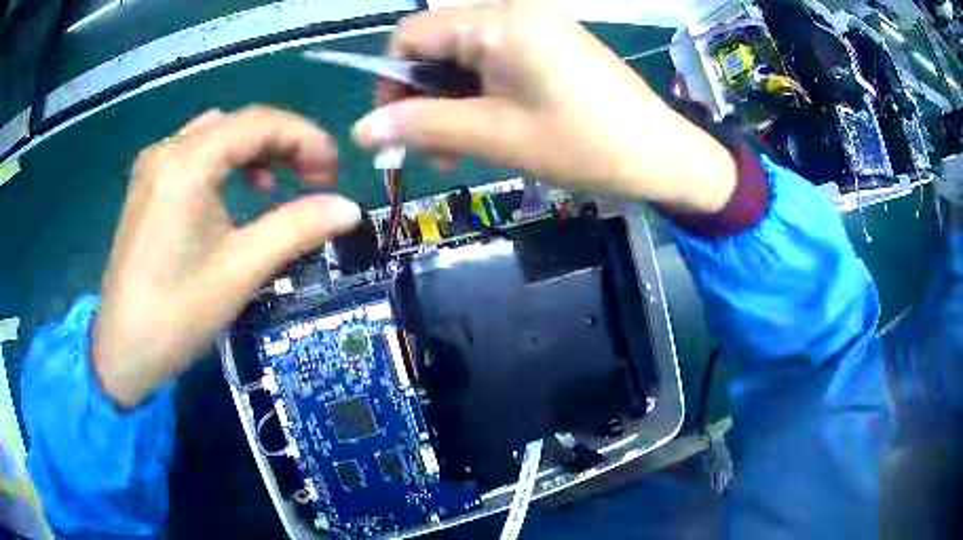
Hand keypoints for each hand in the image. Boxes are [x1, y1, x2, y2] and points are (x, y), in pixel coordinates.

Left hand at [94, 106, 360, 407]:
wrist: (122, 352)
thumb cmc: (177, 315)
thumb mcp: (241, 270)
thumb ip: (297, 228)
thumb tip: (350, 209)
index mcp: (187, 163)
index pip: (259, 123)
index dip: (306, 138)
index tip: (335, 170)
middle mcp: (168, 150)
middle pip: (238, 125)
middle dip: (283, 144)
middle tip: (316, 179)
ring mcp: (153, 166)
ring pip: (217, 136)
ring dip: (255, 152)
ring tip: (279, 185)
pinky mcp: (148, 186)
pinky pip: (196, 155)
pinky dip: (226, 164)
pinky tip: (237, 194)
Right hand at [352, 3, 736, 212]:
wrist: (662, 155)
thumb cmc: (583, 144)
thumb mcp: (495, 136)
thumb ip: (423, 127)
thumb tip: (361, 130)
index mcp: (498, 22)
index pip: (411, 35)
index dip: (391, 82)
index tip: (394, 129)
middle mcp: (513, 11)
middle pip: (438, 44)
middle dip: (423, 96)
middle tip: (432, 151)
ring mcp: (536, 26)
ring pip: (466, 56)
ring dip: (452, 100)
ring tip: (461, 148)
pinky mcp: (552, 44)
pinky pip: (497, 61)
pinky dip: (482, 93)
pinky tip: (491, 127)